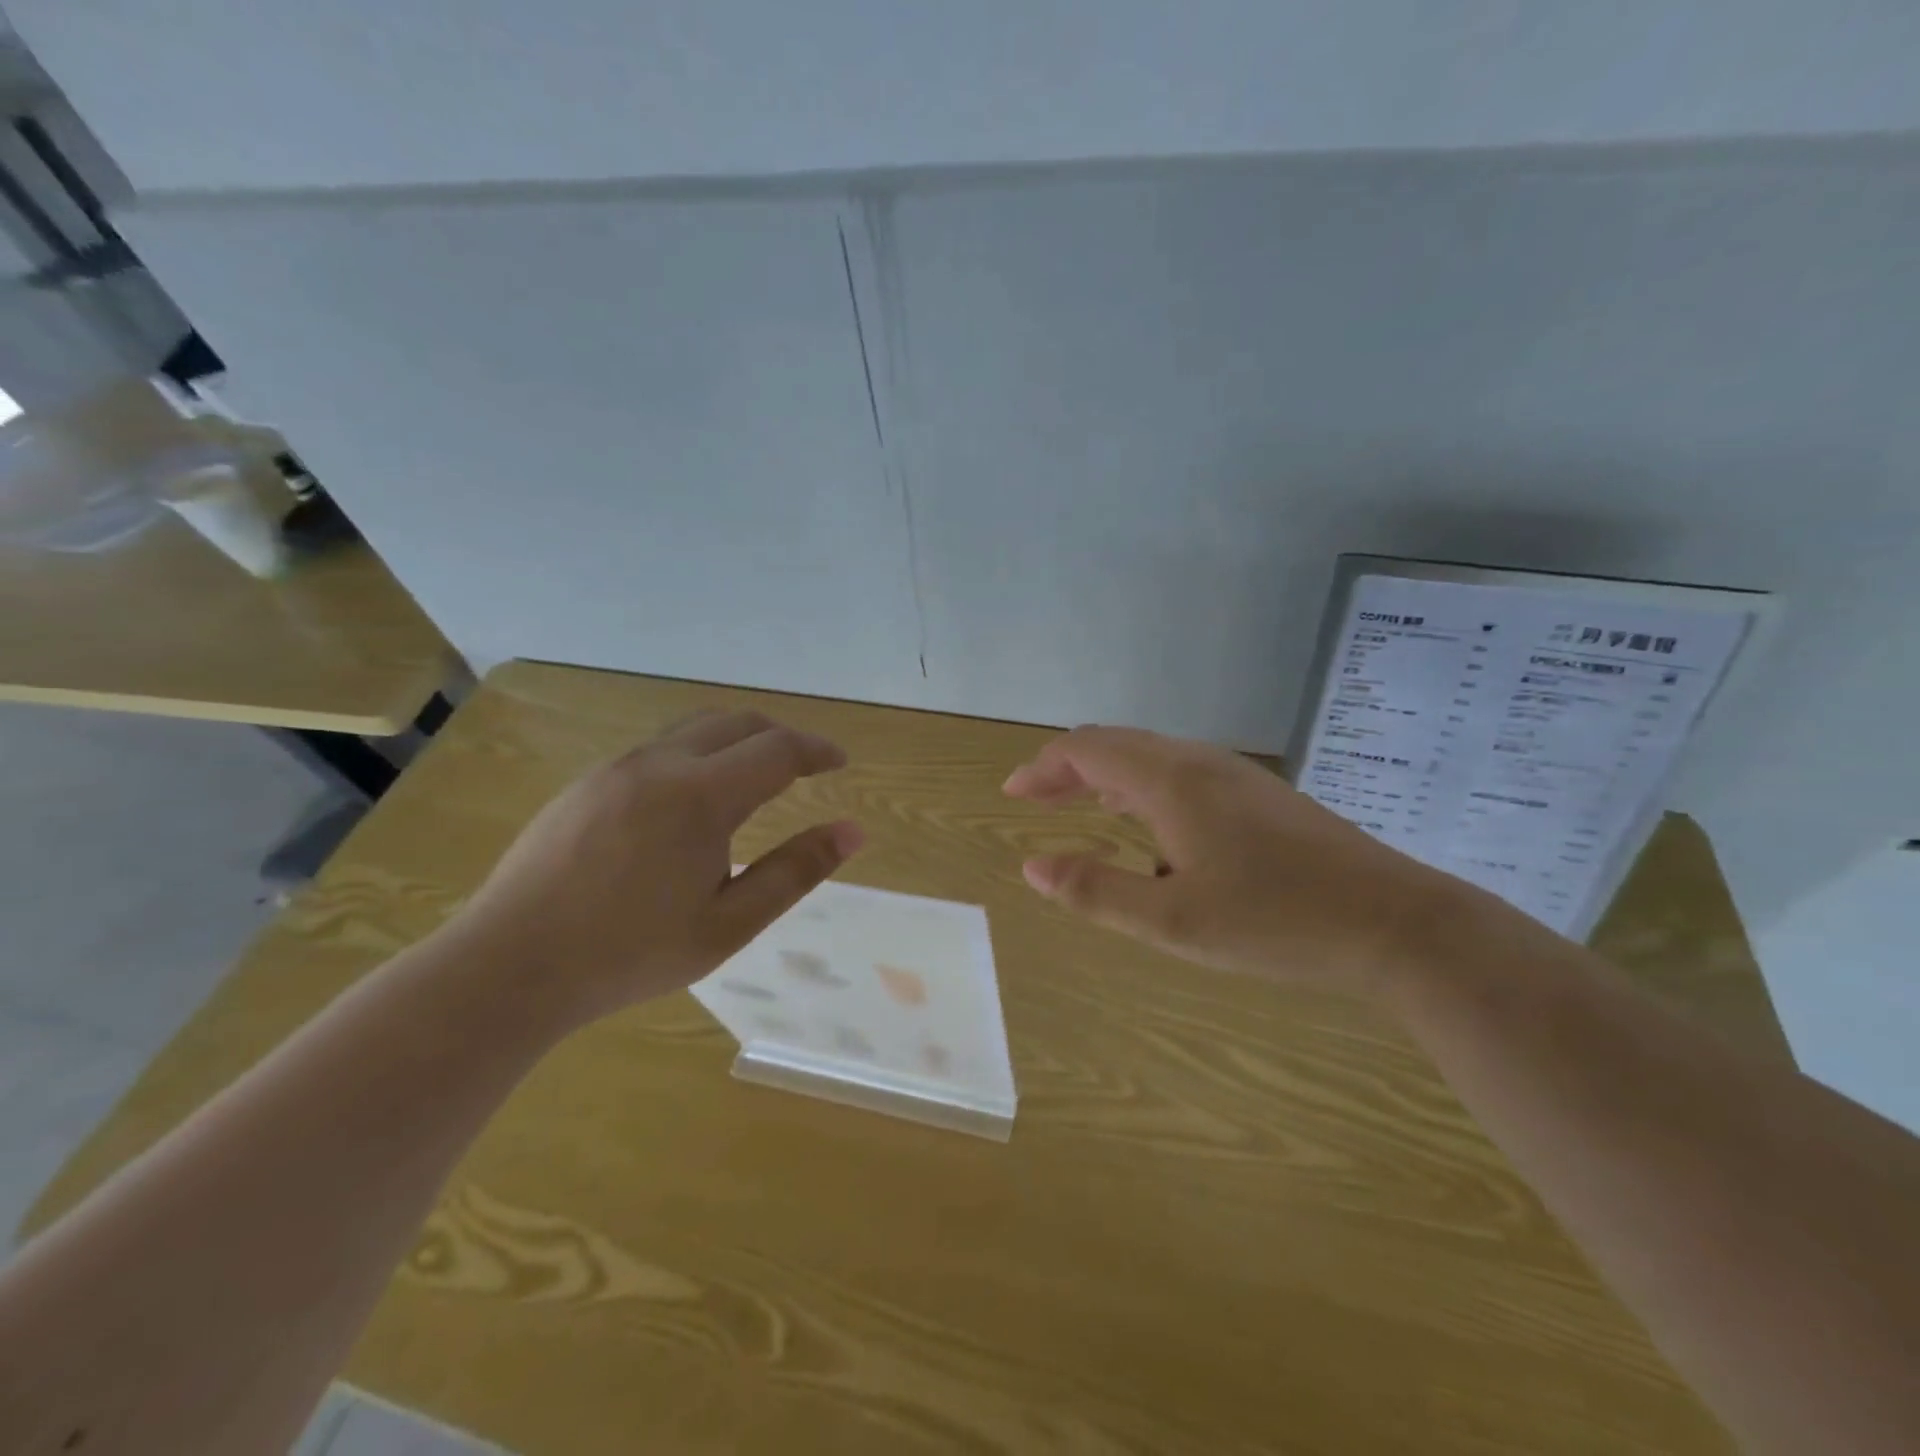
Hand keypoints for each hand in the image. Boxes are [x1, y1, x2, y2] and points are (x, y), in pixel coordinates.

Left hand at [442, 710, 863, 1024]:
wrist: (507, 967)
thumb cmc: (629, 952)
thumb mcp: (728, 923)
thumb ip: (794, 871)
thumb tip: (852, 832)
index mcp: (700, 795)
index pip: (777, 749)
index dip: (816, 750)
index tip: (840, 762)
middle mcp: (659, 764)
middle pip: (736, 723)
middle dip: (779, 736)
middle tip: (804, 766)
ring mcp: (615, 769)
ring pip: (693, 730)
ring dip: (735, 742)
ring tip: (753, 779)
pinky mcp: (585, 785)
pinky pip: (657, 751)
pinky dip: (696, 756)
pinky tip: (689, 804)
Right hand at [1003, 725, 1474, 994]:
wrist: (1396, 923)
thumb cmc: (1275, 922)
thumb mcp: (1172, 920)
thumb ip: (1096, 891)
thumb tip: (1032, 866)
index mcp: (1171, 781)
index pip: (1087, 749)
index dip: (1043, 767)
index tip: (1012, 794)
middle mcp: (1199, 763)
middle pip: (1116, 745)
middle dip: (1067, 769)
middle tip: (1034, 800)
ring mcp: (1236, 776)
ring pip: (1151, 757)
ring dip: (1105, 777)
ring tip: (1079, 807)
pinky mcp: (1261, 796)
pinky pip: (1181, 773)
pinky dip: (1141, 787)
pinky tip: (1149, 825)